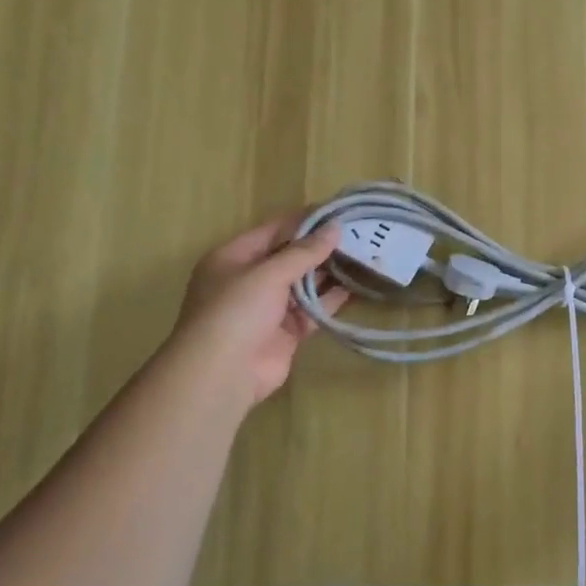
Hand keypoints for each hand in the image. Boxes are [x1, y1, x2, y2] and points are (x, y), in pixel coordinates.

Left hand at [165, 213, 348, 409]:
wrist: (222, 374)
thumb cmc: (236, 311)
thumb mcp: (269, 273)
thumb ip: (304, 251)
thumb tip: (335, 227)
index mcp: (233, 258)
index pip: (274, 230)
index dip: (306, 220)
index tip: (339, 211)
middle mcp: (249, 280)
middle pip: (290, 257)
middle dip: (321, 247)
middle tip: (358, 233)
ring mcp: (267, 308)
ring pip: (303, 284)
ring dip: (329, 272)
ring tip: (363, 256)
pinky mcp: (285, 332)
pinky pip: (311, 310)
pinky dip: (330, 300)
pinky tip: (355, 288)